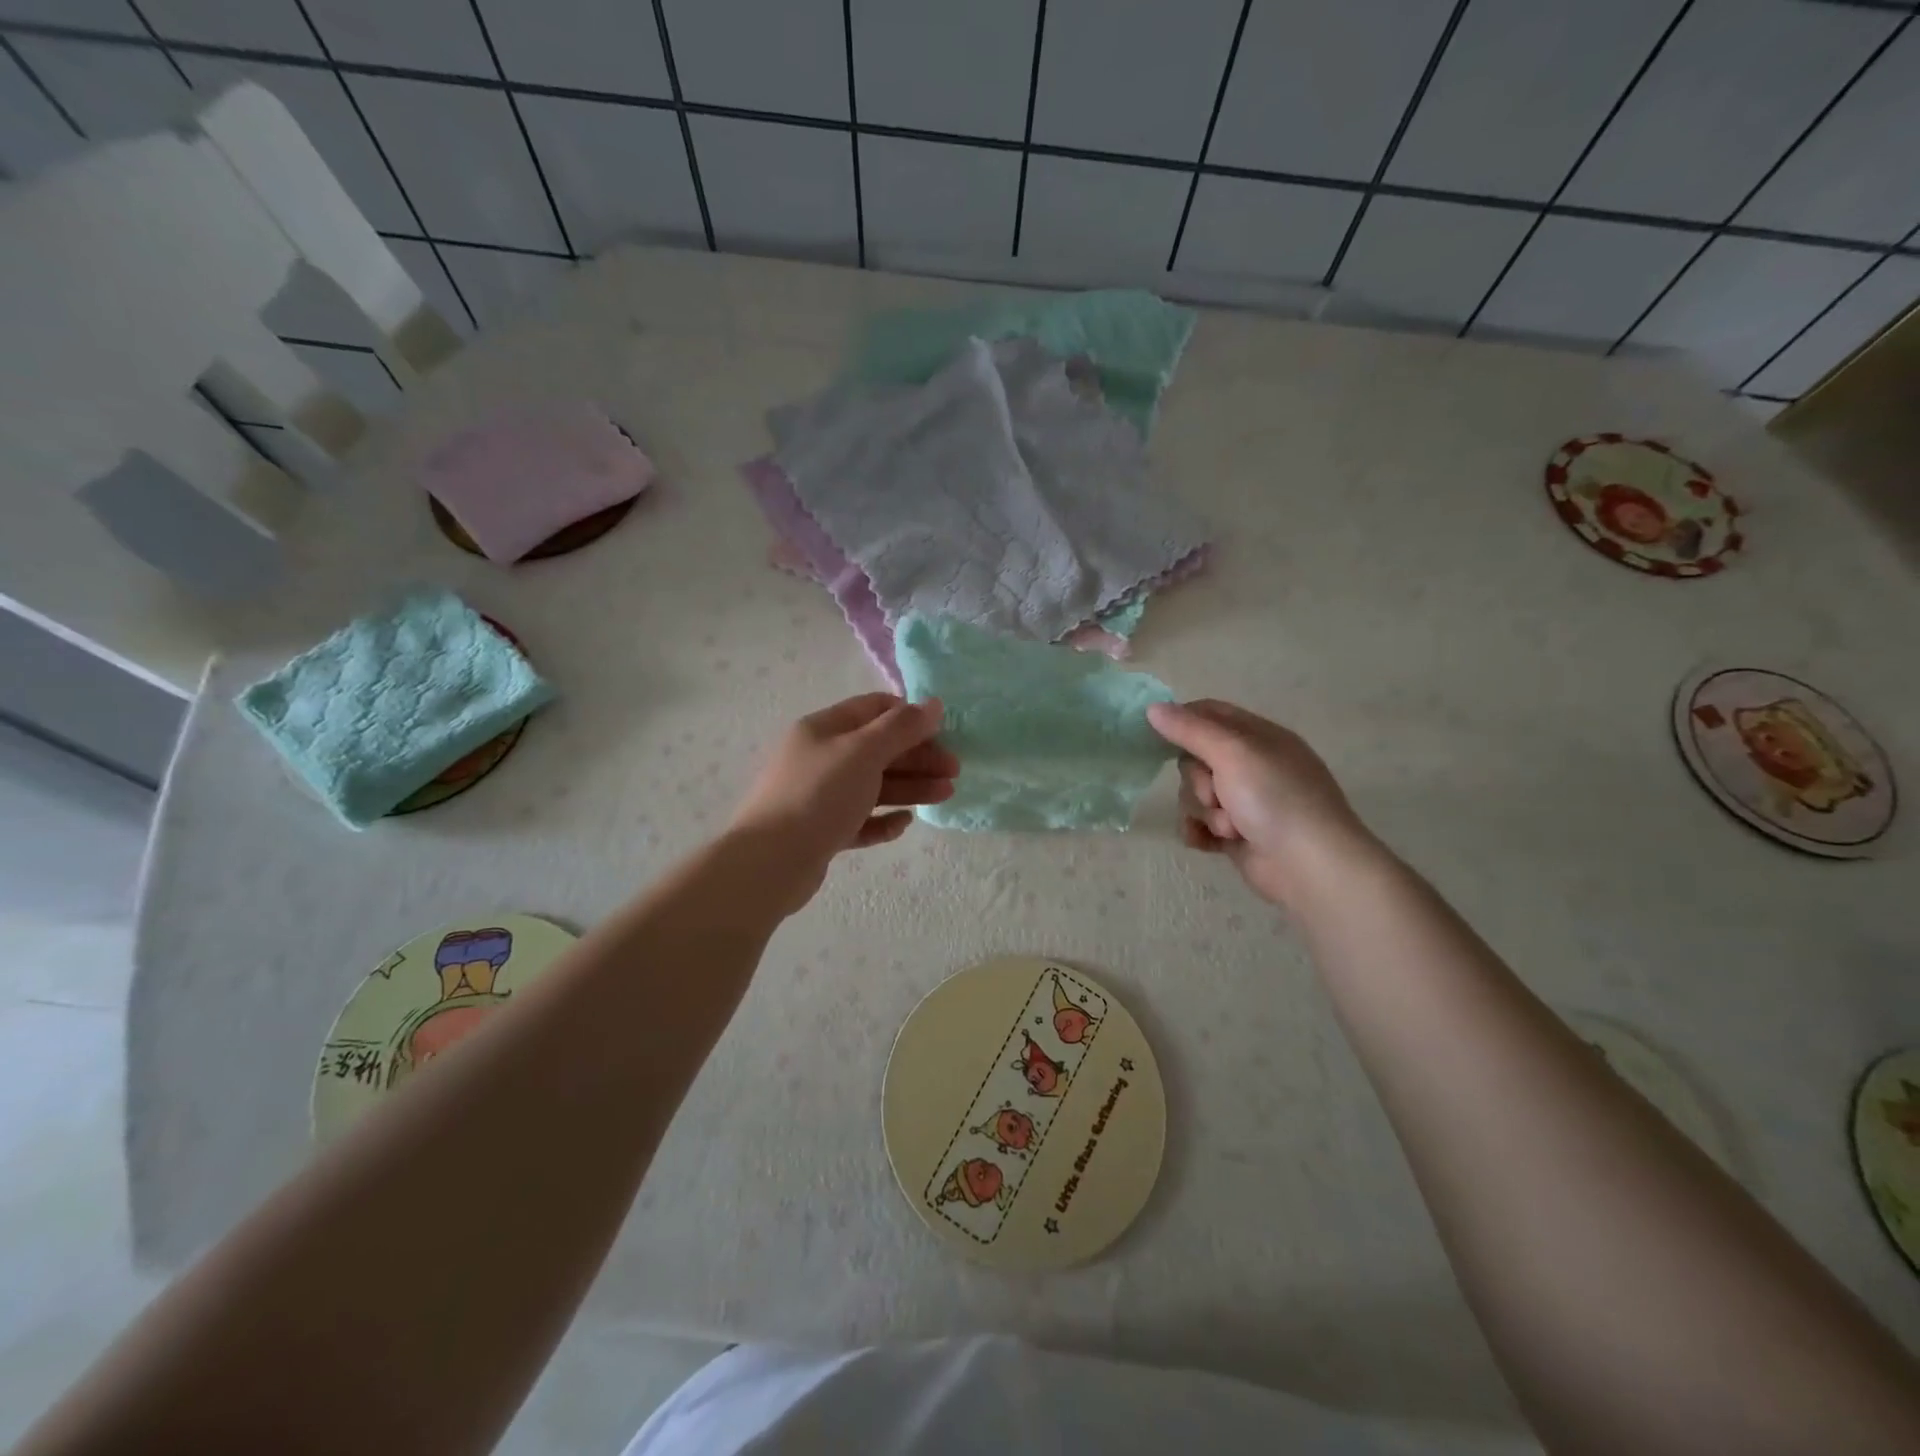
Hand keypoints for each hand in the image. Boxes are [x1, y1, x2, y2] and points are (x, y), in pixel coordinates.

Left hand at [729, 694, 957, 913]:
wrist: (770, 862)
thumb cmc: (819, 795)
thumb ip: (901, 728)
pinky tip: (905, 823)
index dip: (910, 717)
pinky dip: (884, 819)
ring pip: (873, 785)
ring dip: (910, 787)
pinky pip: (860, 819)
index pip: (874, 709)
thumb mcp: (864, 752)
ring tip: (946, 794)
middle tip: (954, 771)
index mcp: (824, 729)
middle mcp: (821, 758)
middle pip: (878, 749)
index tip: (944, 733)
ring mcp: (820, 796)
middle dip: (918, 757)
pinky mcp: (822, 832)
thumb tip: (934, 703)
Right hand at [1147, 698, 1374, 905]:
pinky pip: (1200, 824)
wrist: (1309, 866)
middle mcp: (1251, 766)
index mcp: (1259, 737)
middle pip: (1195, 759)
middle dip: (1197, 780)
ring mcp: (1244, 802)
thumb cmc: (1275, 799)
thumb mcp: (1233, 753)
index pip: (1210, 713)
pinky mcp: (1237, 834)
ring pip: (1195, 795)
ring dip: (1204, 812)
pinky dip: (1201, 832)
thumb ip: (1190, 729)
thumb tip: (1152, 708)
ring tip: (1229, 828)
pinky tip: (1209, 842)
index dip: (1182, 721)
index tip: (1158, 735)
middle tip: (1215, 794)